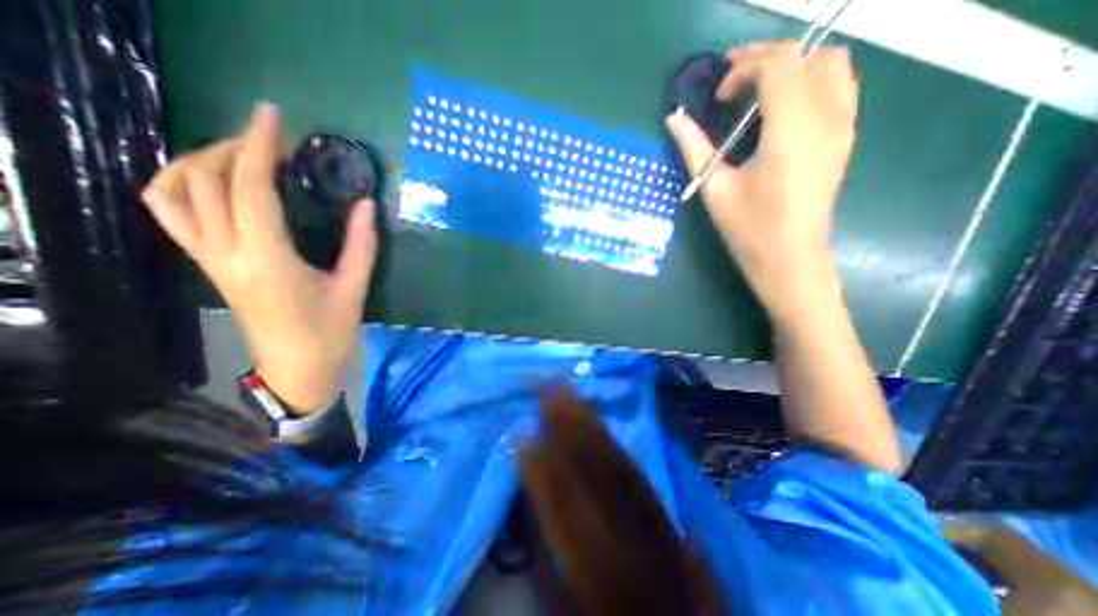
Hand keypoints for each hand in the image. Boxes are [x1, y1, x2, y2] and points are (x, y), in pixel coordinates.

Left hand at [141, 104, 377, 412]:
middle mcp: (226, 253)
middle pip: (204, 180)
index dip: (259, 145)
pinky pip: (172, 214)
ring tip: (238, 157)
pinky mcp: (207, 265)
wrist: (296, 368)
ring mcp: (209, 259)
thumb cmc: (329, 331)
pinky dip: (183, 186)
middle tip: (270, 140)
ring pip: (171, 193)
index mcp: (267, 258)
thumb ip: (361, 244)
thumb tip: (366, 204)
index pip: (250, 187)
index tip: (272, 116)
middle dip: (233, 147)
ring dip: (198, 162)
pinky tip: (217, 186)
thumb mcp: (354, 288)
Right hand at [669, 38, 855, 321]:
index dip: (745, 67)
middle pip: (809, 54)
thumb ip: (694, 148)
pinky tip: (781, 111)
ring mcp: (843, 126)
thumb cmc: (749, 229)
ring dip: (793, 66)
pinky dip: (810, 81)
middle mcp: (827, 117)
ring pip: (832, 64)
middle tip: (734, 85)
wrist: (790, 259)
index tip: (719, 97)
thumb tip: (673, 118)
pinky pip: (839, 86)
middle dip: (767, 59)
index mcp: (791, 129)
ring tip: (758, 92)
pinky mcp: (845, 138)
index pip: (780, 63)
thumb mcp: (714, 189)